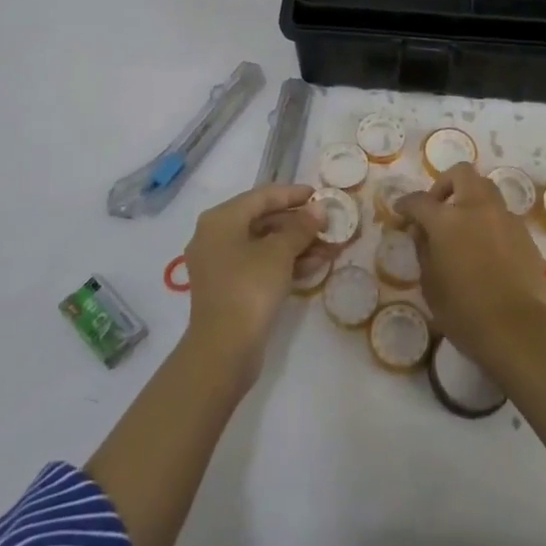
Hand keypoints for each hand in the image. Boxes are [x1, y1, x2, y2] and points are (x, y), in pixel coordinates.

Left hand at [182, 183, 324, 386]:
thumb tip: (319, 208)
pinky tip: (315, 265)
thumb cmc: (249, 288)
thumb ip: (301, 227)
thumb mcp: (280, 253)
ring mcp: (221, 264)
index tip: (319, 194)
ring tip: (330, 246)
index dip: (293, 194)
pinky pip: (260, 264)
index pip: (262, 196)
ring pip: (264, 244)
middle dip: (298, 223)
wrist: (223, 350)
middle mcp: (215, 236)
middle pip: (263, 219)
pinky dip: (285, 262)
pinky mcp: (229, 287)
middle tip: (328, 223)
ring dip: (297, 244)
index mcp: (221, 219)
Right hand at [397, 163, 545, 376]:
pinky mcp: (524, 233)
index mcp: (447, 219)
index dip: (406, 204)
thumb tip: (422, 232)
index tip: (400, 212)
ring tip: (462, 226)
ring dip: (470, 198)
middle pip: (461, 174)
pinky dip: (488, 219)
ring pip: (486, 188)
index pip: (419, 201)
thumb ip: (424, 251)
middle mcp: (476, 208)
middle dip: (445, 184)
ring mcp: (504, 217)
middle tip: (437, 208)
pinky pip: (501, 213)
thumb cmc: (466, 313)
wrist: (522, 330)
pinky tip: (484, 246)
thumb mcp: (431, 285)